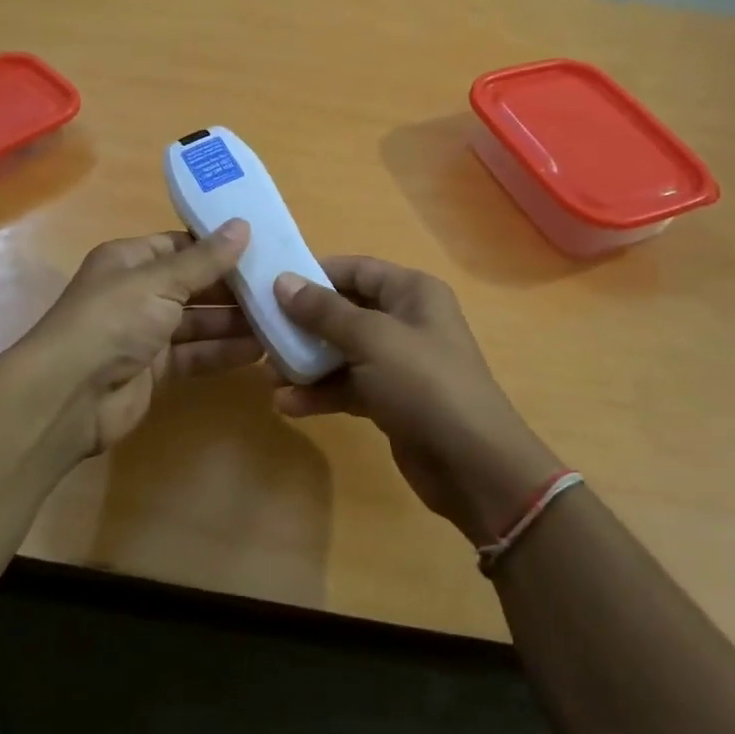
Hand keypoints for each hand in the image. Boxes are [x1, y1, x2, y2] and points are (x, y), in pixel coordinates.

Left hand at [27, 221, 259, 459]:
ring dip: (234, 322)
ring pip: (198, 322)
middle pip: (193, 285)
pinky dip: (222, 352)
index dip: (218, 247)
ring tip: (279, 319)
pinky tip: (259, 351)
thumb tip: (242, 225)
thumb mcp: (159, 282)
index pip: (180, 245)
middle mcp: (137, 293)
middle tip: (280, 287)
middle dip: (232, 287)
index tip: (262, 247)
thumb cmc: (112, 322)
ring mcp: (145, 333)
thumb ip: (204, 260)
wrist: (70, 396)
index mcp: (129, 260)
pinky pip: (195, 354)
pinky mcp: (154, 370)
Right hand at [273, 258, 560, 545]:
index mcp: (411, 292)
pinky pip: (348, 386)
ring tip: (269, 377)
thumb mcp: (372, 339)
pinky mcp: (391, 399)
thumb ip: (324, 311)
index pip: (355, 269)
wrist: (472, 465)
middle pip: (344, 311)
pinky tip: (289, 404)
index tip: (271, 286)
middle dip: (304, 324)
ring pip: (342, 352)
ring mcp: (398, 363)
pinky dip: (321, 393)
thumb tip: (283, 281)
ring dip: (306, 363)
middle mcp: (406, 320)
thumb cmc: (424, 384)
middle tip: (262, 334)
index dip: (314, 274)